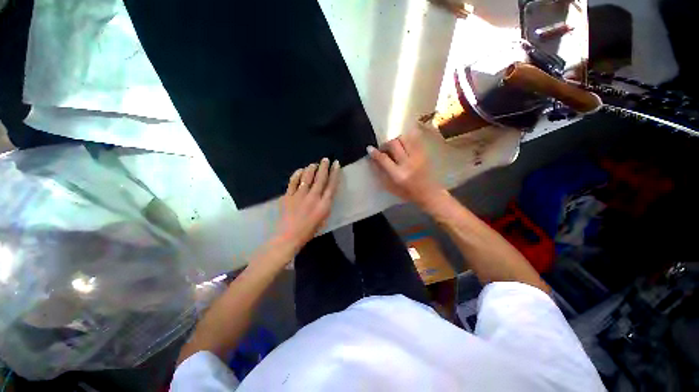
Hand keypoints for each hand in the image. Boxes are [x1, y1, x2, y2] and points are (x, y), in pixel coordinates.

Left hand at [275, 158, 340, 252]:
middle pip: (320, 178)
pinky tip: (300, 170)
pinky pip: (293, 181)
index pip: (332, 185)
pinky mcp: (288, 196)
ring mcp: (299, 195)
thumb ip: (325, 204)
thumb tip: (325, 193)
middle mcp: (313, 197)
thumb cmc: (309, 231)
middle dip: (324, 166)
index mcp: (324, 205)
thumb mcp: (323, 219)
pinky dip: (297, 174)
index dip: (335, 173)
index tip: (336, 164)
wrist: (288, 236)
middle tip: (325, 159)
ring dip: (311, 168)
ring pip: (307, 177)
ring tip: (314, 164)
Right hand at [367, 129, 445, 209]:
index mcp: (398, 174)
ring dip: (396, 141)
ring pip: (404, 139)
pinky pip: (413, 140)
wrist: (427, 192)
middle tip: (383, 149)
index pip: (383, 158)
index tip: (369, 148)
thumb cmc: (406, 192)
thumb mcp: (390, 186)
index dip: (375, 152)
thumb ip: (380, 172)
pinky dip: (406, 141)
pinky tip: (403, 147)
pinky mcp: (423, 154)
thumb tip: (372, 159)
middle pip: (394, 144)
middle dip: (385, 144)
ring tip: (393, 147)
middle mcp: (407, 163)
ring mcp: (417, 157)